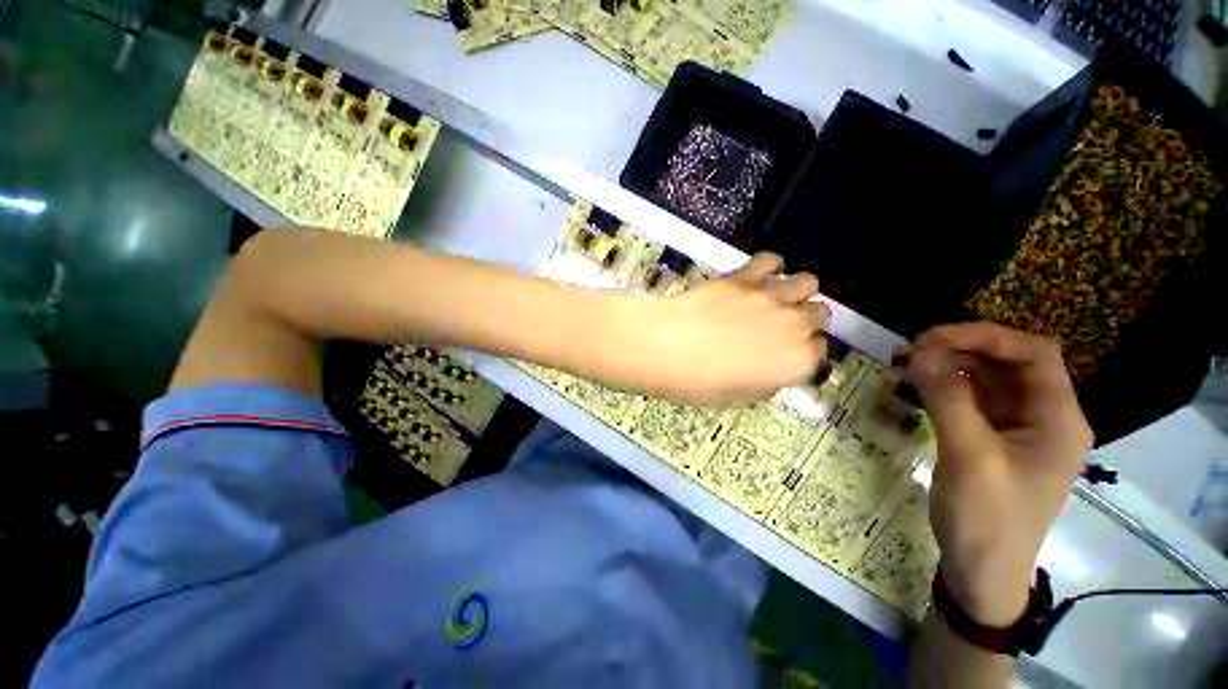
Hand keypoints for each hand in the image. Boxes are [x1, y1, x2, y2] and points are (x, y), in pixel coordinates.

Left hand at [610, 252, 828, 405]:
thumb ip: (765, 384)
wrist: (664, 347)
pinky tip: (756, 276)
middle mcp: (794, 326)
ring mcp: (770, 297)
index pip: (818, 351)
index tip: (787, 353)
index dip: (803, 351)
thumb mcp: (735, 397)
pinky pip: (771, 260)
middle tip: (781, 326)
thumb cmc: (696, 382)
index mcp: (795, 362)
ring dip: (797, 290)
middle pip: (819, 314)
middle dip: (805, 320)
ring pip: (807, 282)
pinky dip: (769, 266)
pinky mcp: (743, 277)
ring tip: (777, 297)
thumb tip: (772, 374)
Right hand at [899, 323, 1090, 625]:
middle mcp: (1045, 416)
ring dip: (950, 363)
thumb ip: (947, 399)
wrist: (981, 570)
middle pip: (1010, 362)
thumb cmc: (987, 518)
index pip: (1033, 354)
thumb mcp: (969, 456)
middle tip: (911, 350)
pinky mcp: (994, 437)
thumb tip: (919, 352)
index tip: (931, 338)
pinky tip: (919, 383)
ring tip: (907, 361)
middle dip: (962, 348)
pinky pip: (973, 398)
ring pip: (989, 378)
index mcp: (1058, 419)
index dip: (985, 336)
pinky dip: (946, 384)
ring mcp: (1019, 427)